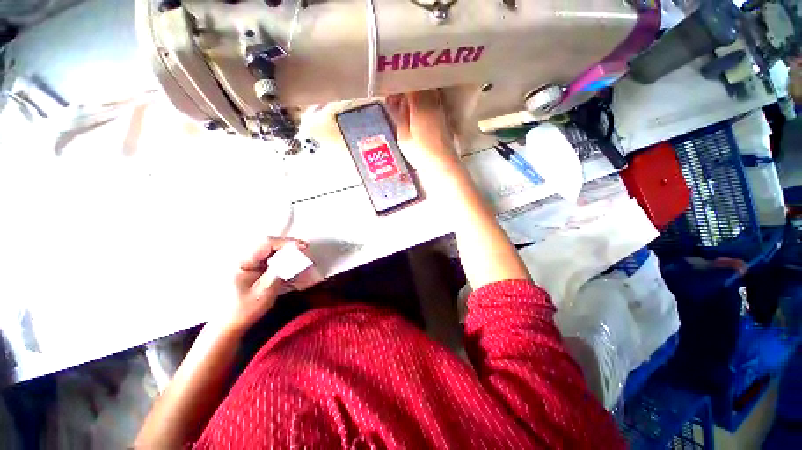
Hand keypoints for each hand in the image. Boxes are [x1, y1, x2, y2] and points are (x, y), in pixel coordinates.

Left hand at [222, 237, 307, 332]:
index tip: (302, 247)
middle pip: (269, 244)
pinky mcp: (250, 268)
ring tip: (300, 259)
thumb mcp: (265, 291)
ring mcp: (246, 263)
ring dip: (287, 253)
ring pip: (270, 250)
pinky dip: (282, 260)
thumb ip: (279, 270)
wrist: (228, 325)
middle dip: (288, 246)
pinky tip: (291, 266)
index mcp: (241, 262)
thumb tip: (294, 254)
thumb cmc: (243, 311)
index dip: (286, 242)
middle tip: (304, 250)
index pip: (266, 243)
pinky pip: (269, 258)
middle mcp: (242, 258)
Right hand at [386, 90, 459, 173]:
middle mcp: (432, 103)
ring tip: (407, 111)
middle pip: (419, 89)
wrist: (442, 163)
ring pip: (427, 95)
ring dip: (416, 99)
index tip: (390, 98)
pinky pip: (433, 104)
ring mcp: (440, 110)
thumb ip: (401, 117)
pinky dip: (425, 106)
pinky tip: (418, 117)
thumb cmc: (420, 152)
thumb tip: (401, 103)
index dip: (399, 90)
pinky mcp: (444, 119)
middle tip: (397, 103)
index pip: (409, 87)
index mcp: (419, 105)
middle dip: (407, 93)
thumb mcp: (403, 137)